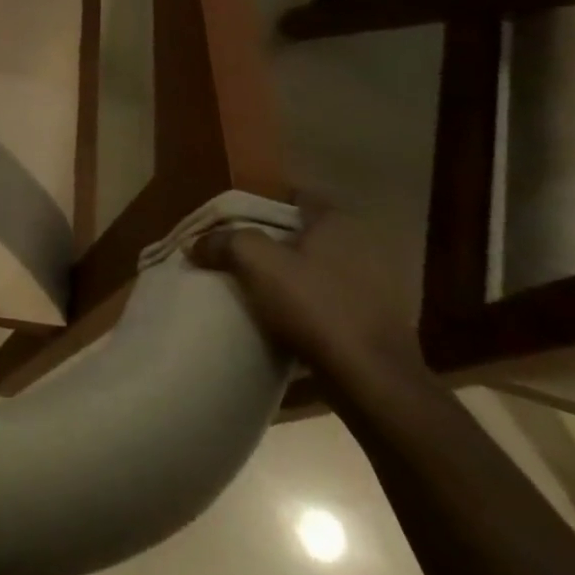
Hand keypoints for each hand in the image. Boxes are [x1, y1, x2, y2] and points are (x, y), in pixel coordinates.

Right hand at [189, 205, 426, 385]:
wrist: (371, 378)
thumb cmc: (313, 304)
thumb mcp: (254, 260)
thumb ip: (223, 241)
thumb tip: (197, 243)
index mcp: (337, 221)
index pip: (294, 196)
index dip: (261, 205)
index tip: (235, 222)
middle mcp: (363, 245)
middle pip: (304, 233)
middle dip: (273, 242)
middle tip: (239, 254)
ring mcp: (376, 285)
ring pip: (317, 268)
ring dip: (289, 275)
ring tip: (255, 288)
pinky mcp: (377, 320)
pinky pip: (330, 299)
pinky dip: (307, 303)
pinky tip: (283, 317)